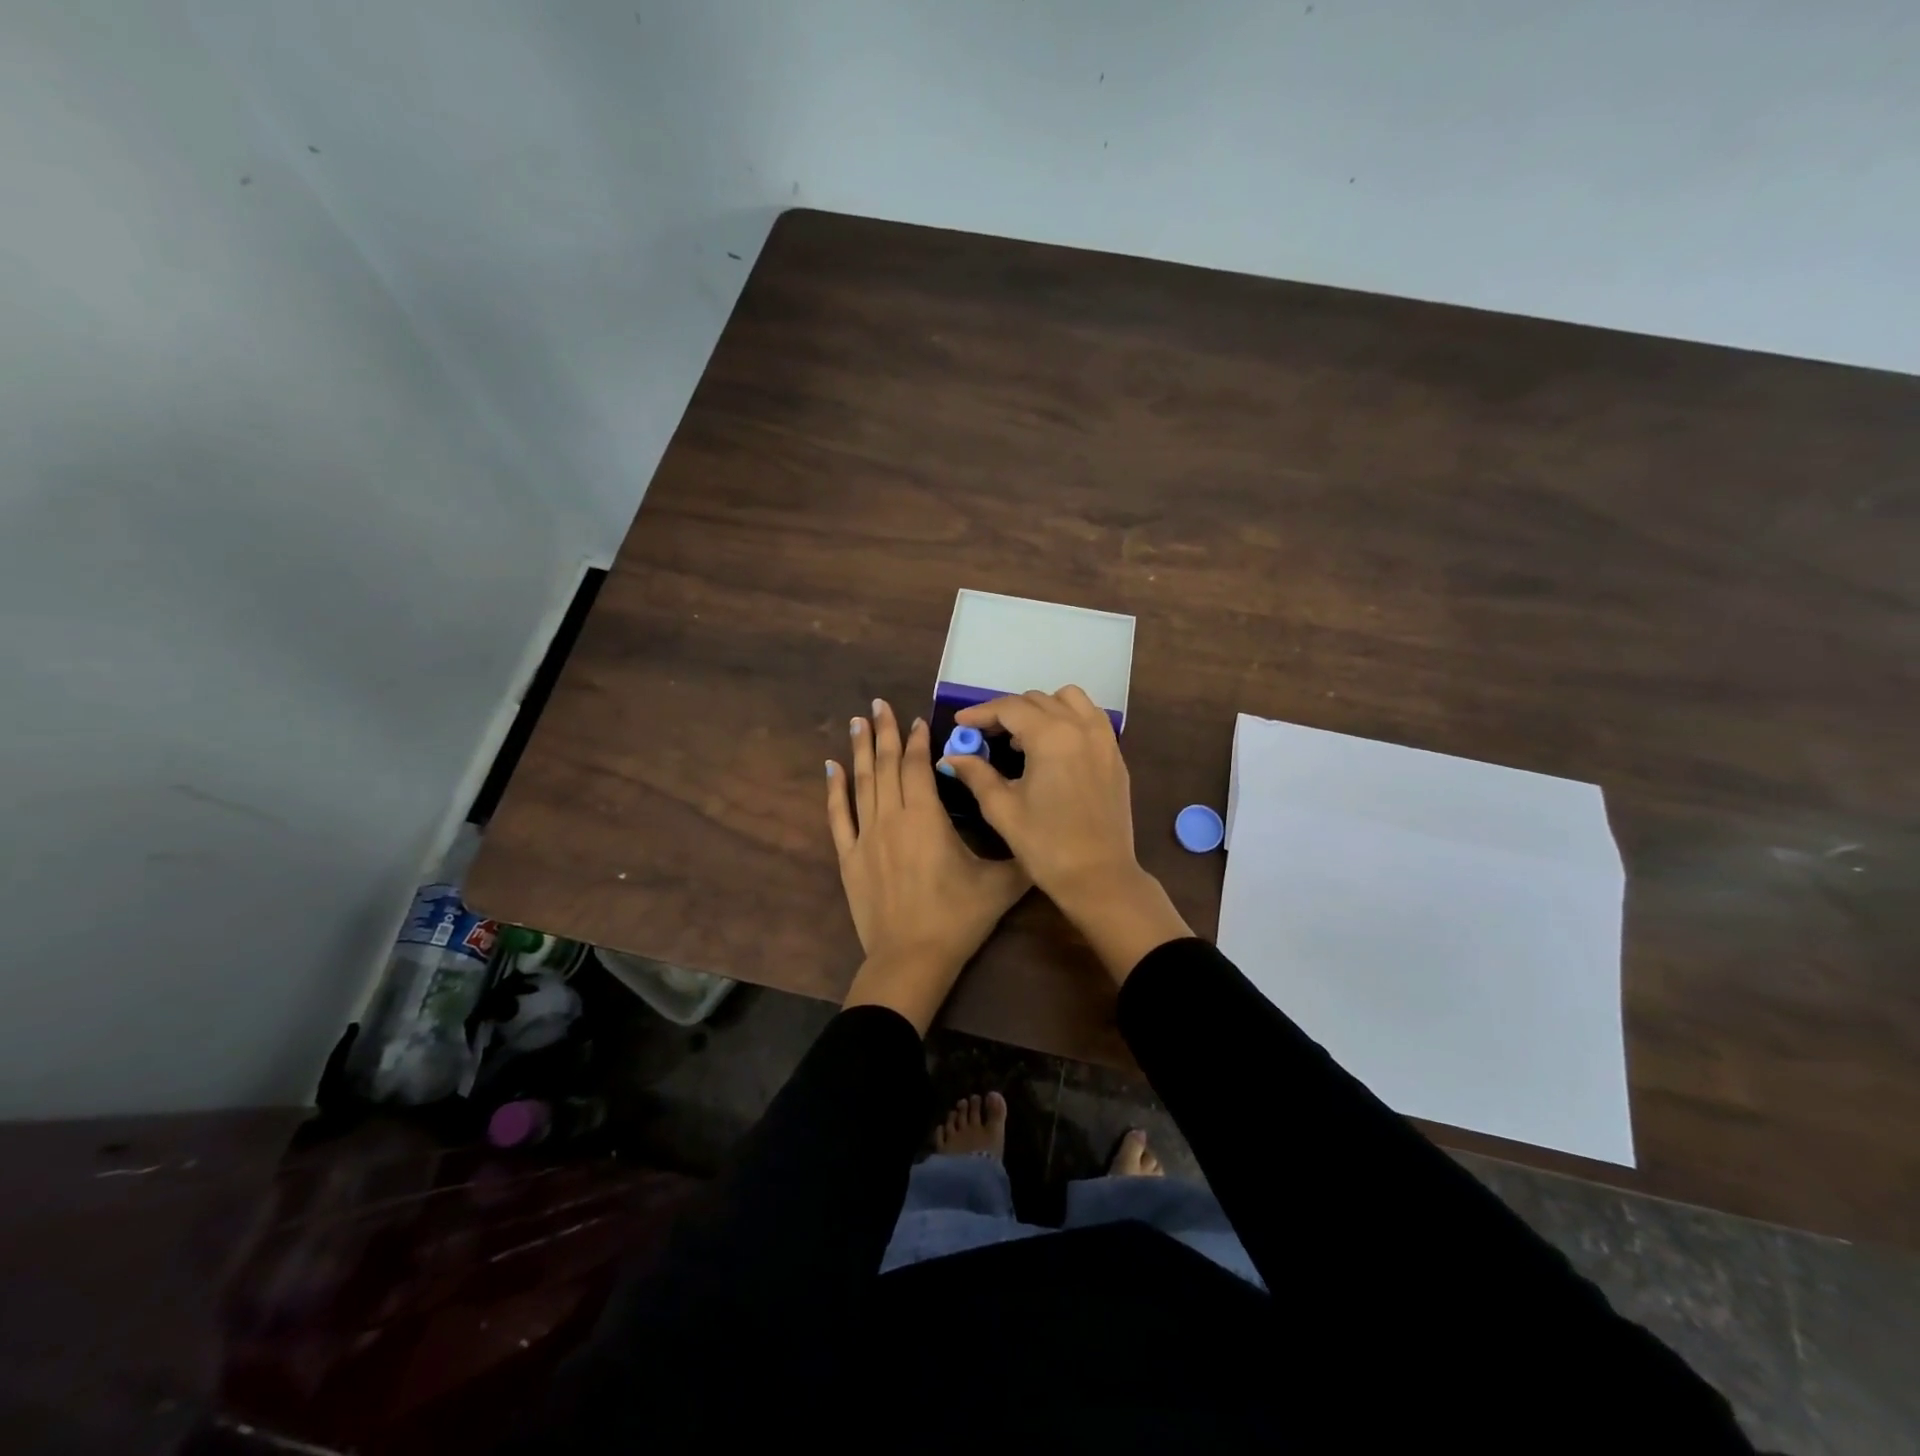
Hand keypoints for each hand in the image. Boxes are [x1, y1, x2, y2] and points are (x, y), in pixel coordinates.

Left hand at [828, 698, 1028, 1032]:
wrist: (911, 959)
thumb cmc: (957, 919)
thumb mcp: (1000, 886)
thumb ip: (1021, 856)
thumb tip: (1043, 834)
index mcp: (927, 817)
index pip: (919, 766)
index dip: (918, 741)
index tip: (916, 719)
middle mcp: (892, 818)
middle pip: (887, 765)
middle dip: (884, 732)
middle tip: (878, 704)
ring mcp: (866, 837)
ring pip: (862, 783)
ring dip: (860, 750)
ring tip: (857, 722)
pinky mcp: (849, 858)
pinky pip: (839, 816)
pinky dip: (835, 790)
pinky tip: (831, 767)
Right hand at [940, 687, 1191, 983]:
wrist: (1100, 877)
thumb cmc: (1046, 846)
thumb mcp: (1003, 809)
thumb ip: (976, 774)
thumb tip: (952, 756)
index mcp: (1051, 737)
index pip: (1010, 708)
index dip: (981, 713)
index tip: (960, 724)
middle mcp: (1081, 727)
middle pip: (1037, 700)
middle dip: (1007, 712)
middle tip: (985, 735)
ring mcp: (1104, 739)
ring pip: (1069, 700)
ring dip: (1041, 709)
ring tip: (1022, 738)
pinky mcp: (1115, 755)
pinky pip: (1090, 718)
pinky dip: (1067, 719)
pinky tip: (1052, 747)